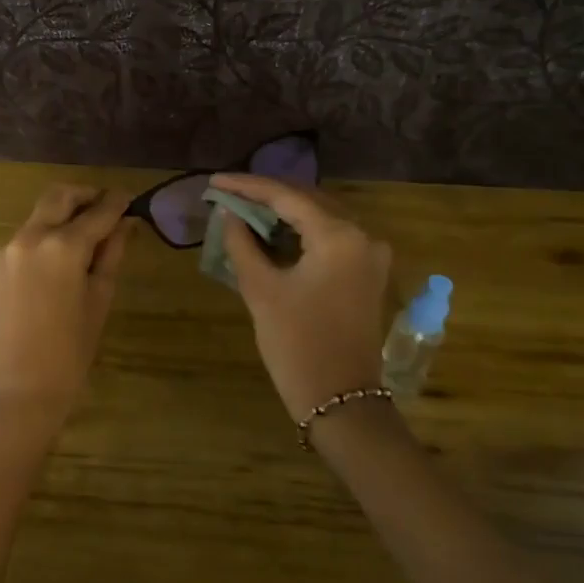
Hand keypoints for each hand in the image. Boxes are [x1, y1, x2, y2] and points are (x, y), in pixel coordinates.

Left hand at [0, 185, 131, 439]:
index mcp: (62, 247)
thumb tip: (124, 224)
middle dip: (84, 196)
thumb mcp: (99, 299)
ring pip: (36, 219)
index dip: (117, 202)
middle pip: (58, 197)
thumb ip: (111, 254)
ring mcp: (3, 252)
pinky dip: (39, 244)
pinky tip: (51, 268)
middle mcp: (28, 238)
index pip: (97, 212)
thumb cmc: (71, 350)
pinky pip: (19, 244)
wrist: (21, 390)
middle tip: (104, 205)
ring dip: (59, 219)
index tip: (129, 198)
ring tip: (80, 241)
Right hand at [211, 173, 393, 421]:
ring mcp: (370, 255)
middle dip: (265, 195)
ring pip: (320, 218)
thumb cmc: (297, 345)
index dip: (247, 186)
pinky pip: (330, 239)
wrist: (341, 401)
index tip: (214, 181)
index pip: (287, 196)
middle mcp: (362, 235)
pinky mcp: (367, 273)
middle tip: (226, 193)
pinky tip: (270, 232)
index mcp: (339, 236)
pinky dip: (300, 233)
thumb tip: (228, 214)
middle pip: (308, 200)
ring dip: (283, 213)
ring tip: (242, 208)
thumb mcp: (262, 290)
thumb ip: (242, 244)